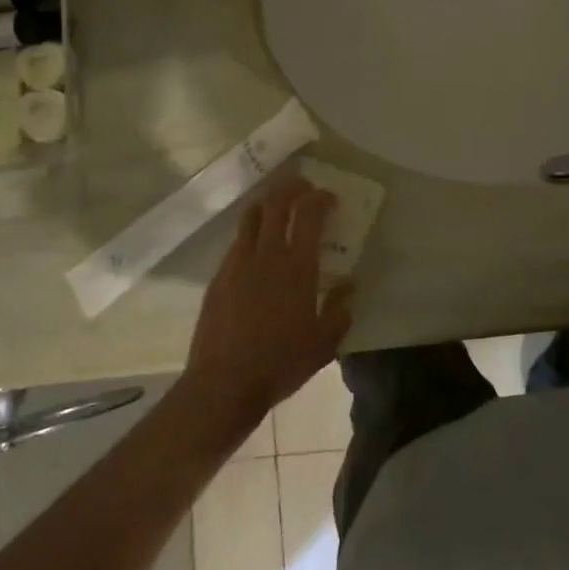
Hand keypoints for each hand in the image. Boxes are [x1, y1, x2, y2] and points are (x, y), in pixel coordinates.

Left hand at [180, 177, 352, 437]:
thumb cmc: (281, 363)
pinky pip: (237, 242)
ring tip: (277, 206)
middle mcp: (267, 255)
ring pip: (251, 217)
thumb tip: (349, 288)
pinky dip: (251, 233)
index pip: (309, 214)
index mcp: (298, 267)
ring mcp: (238, 263)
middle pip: (277, 203)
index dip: (320, 198)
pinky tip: (256, 248)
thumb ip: (340, 311)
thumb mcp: (324, 344)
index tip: (330, 197)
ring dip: (268, 203)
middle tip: (303, 186)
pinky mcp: (218, 277)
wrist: (224, 382)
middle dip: (292, 187)